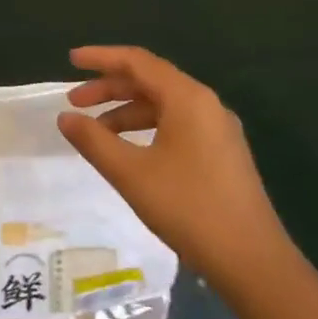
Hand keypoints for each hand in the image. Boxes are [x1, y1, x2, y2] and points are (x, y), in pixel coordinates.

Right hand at [57, 46, 291, 285]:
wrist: (252, 261)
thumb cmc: (188, 208)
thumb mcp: (131, 173)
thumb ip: (94, 140)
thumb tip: (64, 117)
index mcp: (187, 98)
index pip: (137, 62)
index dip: (101, 58)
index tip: (71, 60)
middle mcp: (206, 104)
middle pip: (150, 81)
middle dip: (109, 88)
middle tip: (74, 103)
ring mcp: (217, 129)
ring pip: (163, 105)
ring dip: (126, 111)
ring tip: (94, 131)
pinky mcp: (221, 153)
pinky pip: (176, 124)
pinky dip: (146, 128)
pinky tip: (128, 150)